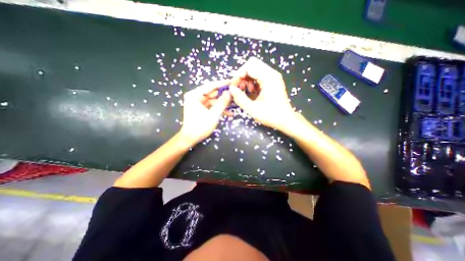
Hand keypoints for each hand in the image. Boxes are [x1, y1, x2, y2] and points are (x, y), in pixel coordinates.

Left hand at [178, 80, 231, 145]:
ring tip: (235, 104)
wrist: (190, 138)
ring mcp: (198, 102)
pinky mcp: (201, 108)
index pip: (210, 86)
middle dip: (224, 94)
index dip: (222, 83)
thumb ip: (222, 103)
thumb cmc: (200, 127)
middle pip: (213, 92)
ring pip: (214, 100)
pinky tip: (229, 113)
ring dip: (223, 103)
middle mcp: (195, 96)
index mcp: (195, 95)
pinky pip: (212, 106)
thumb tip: (230, 93)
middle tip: (236, 93)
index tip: (232, 81)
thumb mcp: (213, 115)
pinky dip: (219, 109)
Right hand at [228, 57, 293, 130]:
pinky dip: (252, 81)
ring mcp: (273, 76)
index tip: (234, 87)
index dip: (238, 76)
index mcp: (268, 78)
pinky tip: (252, 91)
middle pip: (252, 64)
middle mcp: (271, 73)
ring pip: (255, 68)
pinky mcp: (273, 80)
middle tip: (239, 88)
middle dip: (242, 75)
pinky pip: (259, 75)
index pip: (248, 67)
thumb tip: (231, 89)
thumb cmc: (271, 115)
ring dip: (247, 78)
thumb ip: (240, 98)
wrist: (285, 119)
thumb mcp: (252, 109)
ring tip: (246, 91)